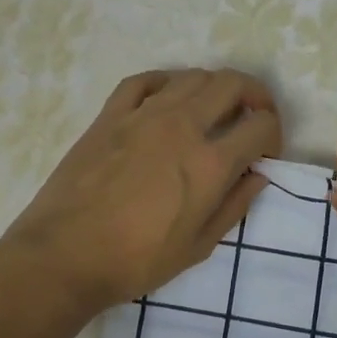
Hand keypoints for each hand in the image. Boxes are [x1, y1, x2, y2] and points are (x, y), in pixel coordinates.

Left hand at [3, 68, 281, 314]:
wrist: (63, 256)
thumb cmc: (135, 261)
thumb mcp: (198, 247)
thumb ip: (234, 206)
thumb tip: (258, 175)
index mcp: (210, 162)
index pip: (261, 125)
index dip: (273, 135)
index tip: (265, 153)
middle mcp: (183, 125)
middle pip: (233, 84)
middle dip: (254, 96)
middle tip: (251, 119)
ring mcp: (144, 114)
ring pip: (193, 76)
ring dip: (214, 89)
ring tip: (212, 112)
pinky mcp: (111, 114)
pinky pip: (145, 80)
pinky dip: (166, 82)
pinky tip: (168, 98)